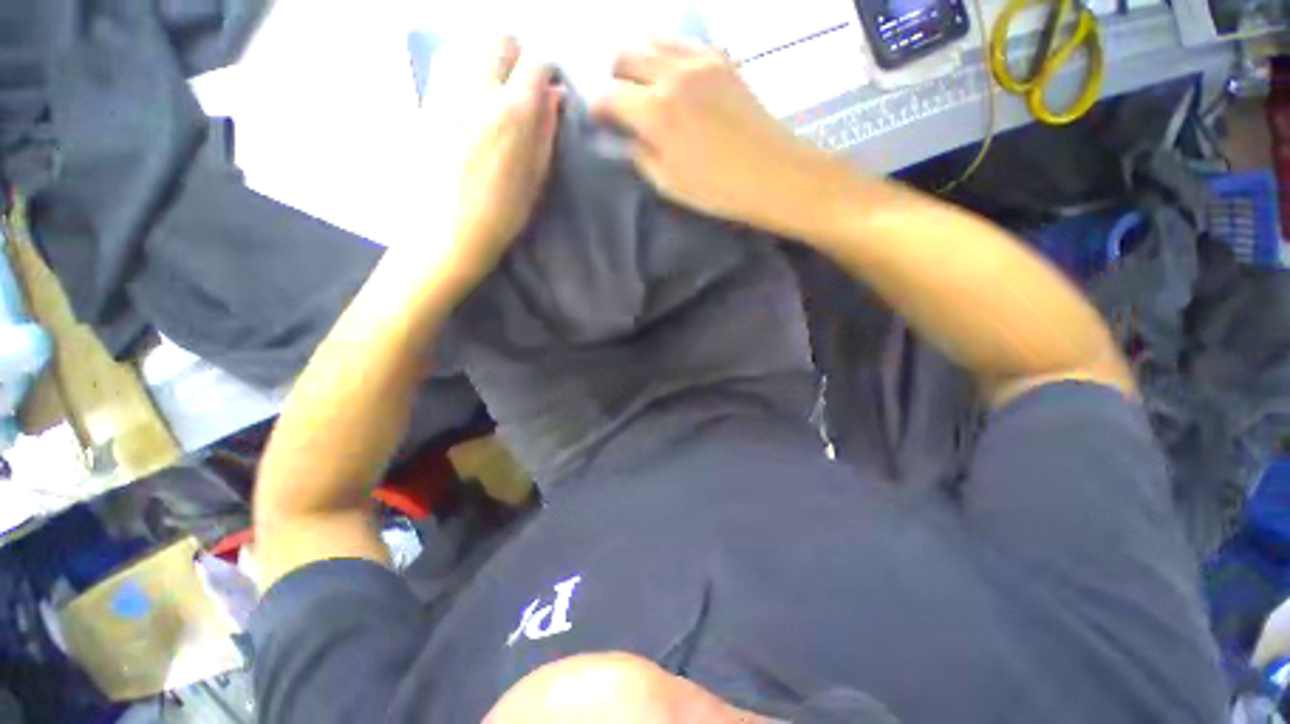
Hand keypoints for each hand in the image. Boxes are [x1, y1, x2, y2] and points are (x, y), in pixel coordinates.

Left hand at [414, 37, 561, 296]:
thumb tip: (554, 96)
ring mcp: (445, 92)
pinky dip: (461, 67)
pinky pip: (444, 64)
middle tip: (519, 84)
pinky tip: (467, 96)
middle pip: (499, 40)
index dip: (546, 72)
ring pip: (467, 45)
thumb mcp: (536, 178)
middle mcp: (478, 89)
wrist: (445, 233)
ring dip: (485, 57)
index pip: (536, 63)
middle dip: (515, 55)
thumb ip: (546, 132)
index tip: (548, 88)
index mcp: (514, 114)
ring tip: (491, 87)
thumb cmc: (501, 215)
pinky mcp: (424, 102)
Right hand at [591, 40, 827, 230]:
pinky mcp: (720, 59)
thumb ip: (640, 155)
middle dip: (615, 76)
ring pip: (652, 39)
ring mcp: (699, 60)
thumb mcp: (668, 184)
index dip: (597, 107)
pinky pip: (682, 42)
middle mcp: (672, 75)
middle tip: (622, 102)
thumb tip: (627, 138)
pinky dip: (667, 54)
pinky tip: (673, 78)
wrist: (772, 173)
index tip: (599, 120)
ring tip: (645, 86)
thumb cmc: (717, 189)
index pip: (608, 94)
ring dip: (639, 59)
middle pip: (625, 53)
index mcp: (656, 112)